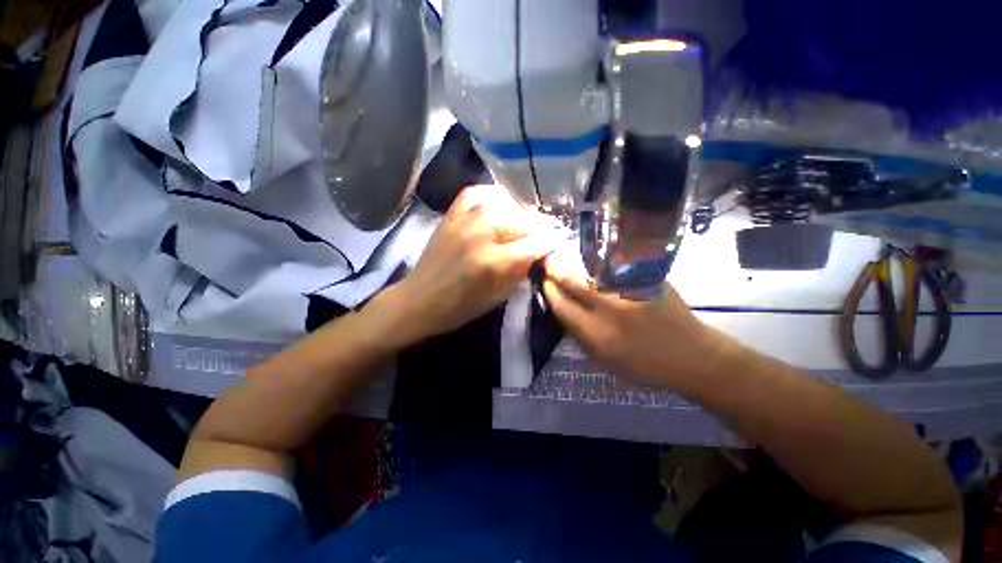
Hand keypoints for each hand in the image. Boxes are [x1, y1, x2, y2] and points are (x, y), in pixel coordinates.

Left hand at [385, 184, 556, 343]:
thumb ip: (522, 271)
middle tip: (540, 236)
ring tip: (520, 223)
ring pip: (504, 203)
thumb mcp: (500, 296)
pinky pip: (476, 192)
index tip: (558, 242)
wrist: (420, 299)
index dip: (552, 241)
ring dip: (518, 213)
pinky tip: (497, 205)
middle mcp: (483, 234)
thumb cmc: (461, 307)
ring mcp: (464, 220)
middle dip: (537, 228)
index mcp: (496, 261)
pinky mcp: (451, 214)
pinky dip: (491, 196)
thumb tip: (539, 252)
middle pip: (523, 220)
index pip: (537, 243)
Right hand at [541, 249, 737, 388]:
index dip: (549, 290)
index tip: (544, 281)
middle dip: (556, 270)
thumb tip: (561, 307)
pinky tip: (593, 259)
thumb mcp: (605, 360)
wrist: (694, 357)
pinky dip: (599, 261)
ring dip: (575, 262)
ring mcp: (632, 291)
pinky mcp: (648, 280)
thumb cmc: (645, 366)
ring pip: (592, 269)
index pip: (561, 306)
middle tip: (549, 263)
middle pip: (573, 282)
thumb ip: (580, 334)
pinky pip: (615, 265)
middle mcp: (612, 310)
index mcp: (598, 336)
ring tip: (566, 258)